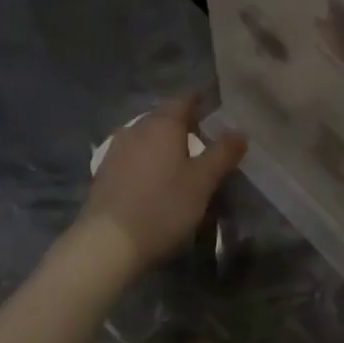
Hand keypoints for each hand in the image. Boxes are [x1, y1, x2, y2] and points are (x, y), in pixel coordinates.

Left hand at [75, 94, 246, 273]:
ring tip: (178, 158)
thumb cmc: (164, 206)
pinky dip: (147, 159)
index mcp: (162, 124)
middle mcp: (136, 128)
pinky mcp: (104, 172)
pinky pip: (132, 155)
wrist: (109, 241)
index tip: (211, 104)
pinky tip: (153, 176)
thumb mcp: (203, 181)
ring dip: (162, 142)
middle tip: (201, 135)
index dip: (199, 100)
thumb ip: (223, 153)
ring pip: (145, 136)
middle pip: (162, 117)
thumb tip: (239, 131)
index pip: (184, 100)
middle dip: (181, 123)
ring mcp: (116, 149)